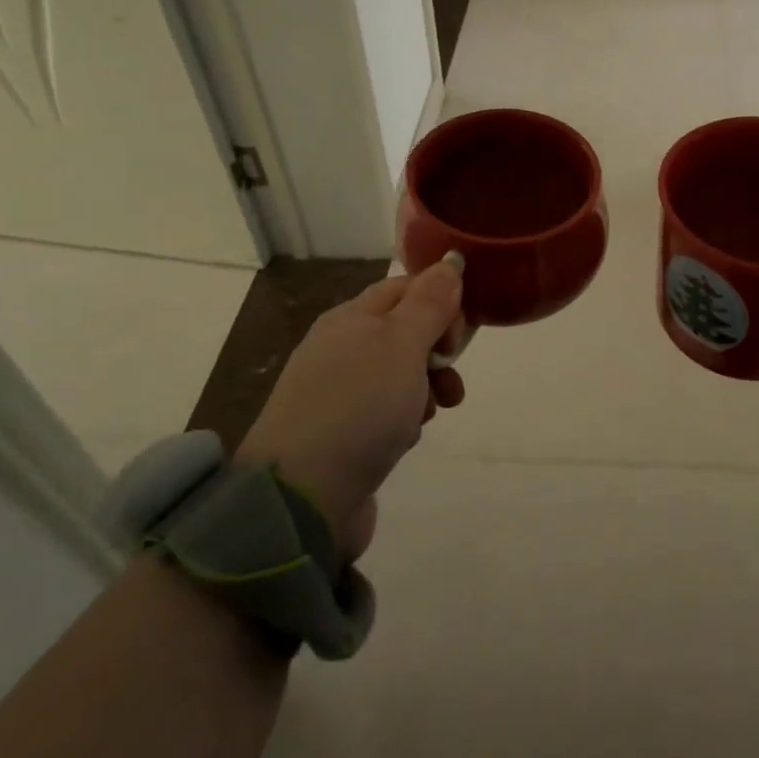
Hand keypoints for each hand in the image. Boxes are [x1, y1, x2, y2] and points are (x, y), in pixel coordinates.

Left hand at [236, 255, 466, 549]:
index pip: (406, 288)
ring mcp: (336, 393)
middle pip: (405, 332)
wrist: (300, 497)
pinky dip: (402, 421)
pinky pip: (384, 412)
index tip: (459, 337)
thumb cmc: (358, 407)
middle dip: (437, 353)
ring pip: (399, 375)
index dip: (441, 303)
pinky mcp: (339, 434)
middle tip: (450, 378)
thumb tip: (450, 260)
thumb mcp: (402, 344)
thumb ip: (430, 303)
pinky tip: (402, 439)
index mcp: (351, 317)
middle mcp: (340, 348)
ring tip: (431, 414)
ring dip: (425, 390)